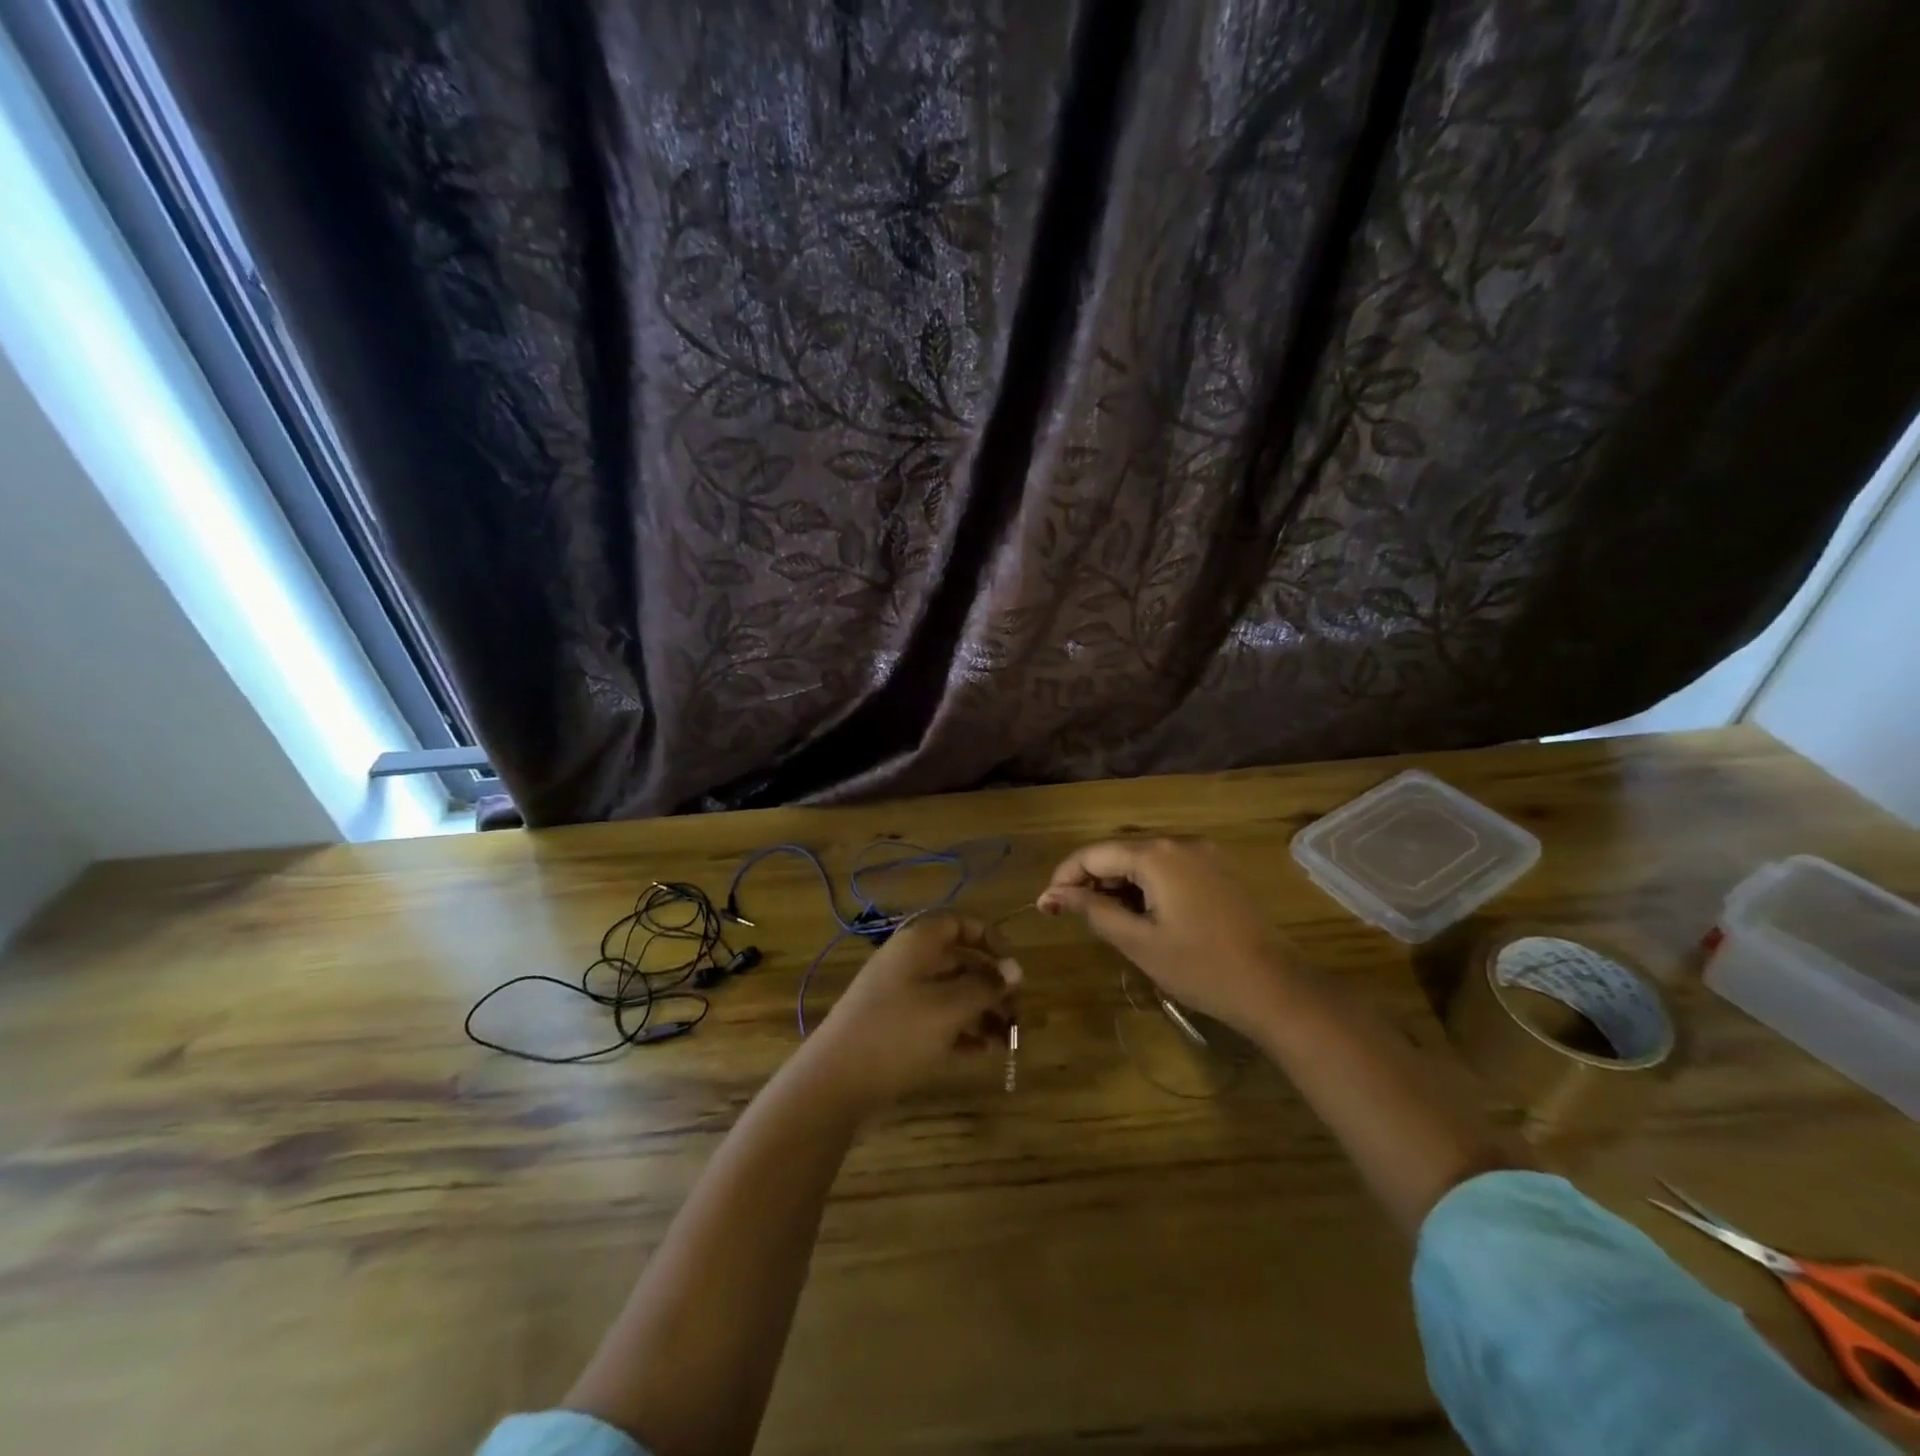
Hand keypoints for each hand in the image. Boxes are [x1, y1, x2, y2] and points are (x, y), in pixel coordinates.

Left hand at [802, 913, 1020, 1113]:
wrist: (835, 1082)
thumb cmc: (898, 1032)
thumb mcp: (949, 1008)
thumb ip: (985, 987)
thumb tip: (1016, 970)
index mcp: (919, 944)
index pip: (960, 924)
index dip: (991, 940)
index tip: (1014, 968)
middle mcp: (909, 962)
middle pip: (960, 962)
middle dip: (992, 985)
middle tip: (1020, 1013)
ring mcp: (900, 996)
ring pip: (951, 994)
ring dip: (982, 1012)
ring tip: (1009, 1040)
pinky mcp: (896, 1028)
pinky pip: (937, 1020)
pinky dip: (961, 1031)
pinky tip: (984, 1051)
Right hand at [1037, 838, 1290, 1034]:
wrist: (1276, 988)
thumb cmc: (1201, 968)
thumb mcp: (1138, 942)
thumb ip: (1093, 910)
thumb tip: (1054, 894)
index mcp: (1157, 854)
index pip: (1094, 853)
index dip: (1065, 876)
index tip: (1046, 906)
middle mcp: (1180, 842)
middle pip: (1119, 851)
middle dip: (1090, 879)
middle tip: (1070, 914)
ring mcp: (1204, 854)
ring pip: (1144, 859)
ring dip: (1117, 883)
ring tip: (1103, 918)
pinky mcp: (1217, 871)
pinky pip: (1168, 867)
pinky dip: (1145, 885)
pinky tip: (1139, 914)